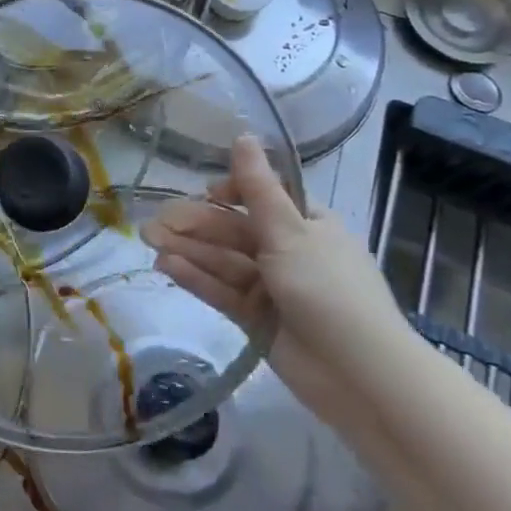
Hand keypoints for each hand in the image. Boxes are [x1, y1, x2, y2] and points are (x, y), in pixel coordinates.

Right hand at [142, 136, 410, 424]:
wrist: (360, 375)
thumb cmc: (328, 289)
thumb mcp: (290, 232)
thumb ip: (257, 188)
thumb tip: (244, 135)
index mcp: (308, 224)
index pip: (262, 198)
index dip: (230, 192)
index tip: (205, 193)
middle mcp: (289, 251)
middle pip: (234, 231)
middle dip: (195, 225)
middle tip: (153, 223)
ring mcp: (272, 287)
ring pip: (223, 261)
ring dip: (189, 250)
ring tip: (150, 242)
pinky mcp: (257, 319)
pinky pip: (222, 291)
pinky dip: (196, 277)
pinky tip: (167, 266)